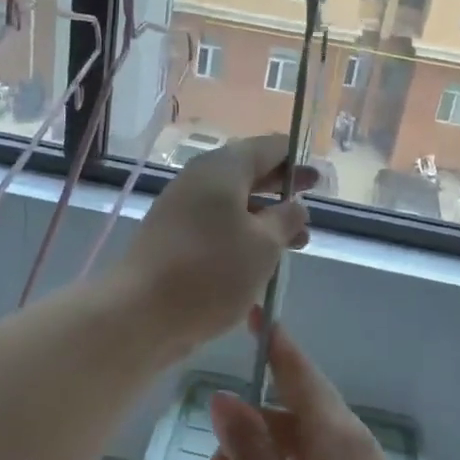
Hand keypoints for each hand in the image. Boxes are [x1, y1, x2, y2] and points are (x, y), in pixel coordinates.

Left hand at [115, 134, 312, 355]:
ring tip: (298, 241)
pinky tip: (262, 260)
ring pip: (233, 204)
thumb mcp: (263, 244)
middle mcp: (199, 181)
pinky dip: (243, 235)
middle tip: (313, 199)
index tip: (317, 174)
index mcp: (222, 169)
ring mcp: (182, 210)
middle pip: (248, 173)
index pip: (267, 147)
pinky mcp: (173, 239)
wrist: (141, 311)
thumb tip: (294, 206)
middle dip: (282, 187)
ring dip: (265, 217)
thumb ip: (286, 219)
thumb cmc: (211, 271)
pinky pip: (216, 226)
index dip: (295, 158)